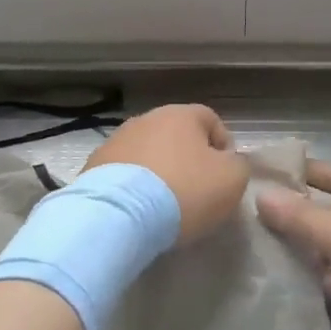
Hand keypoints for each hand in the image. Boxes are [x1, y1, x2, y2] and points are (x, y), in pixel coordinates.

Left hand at [84, 105, 249, 243]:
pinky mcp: (93, 167)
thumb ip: (238, 165)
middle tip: (197, 191)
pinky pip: (124, 174)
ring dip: (159, 172)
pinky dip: (134, 187)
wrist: (119, 215)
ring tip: (164, 205)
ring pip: (148, 154)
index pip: (211, 120)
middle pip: (176, 136)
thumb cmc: (184, 191)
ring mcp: (115, 141)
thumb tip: (228, 163)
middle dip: (188, 159)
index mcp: (181, 115)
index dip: (224, 146)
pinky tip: (139, 210)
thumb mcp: (232, 179)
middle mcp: (145, 119)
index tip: (226, 175)